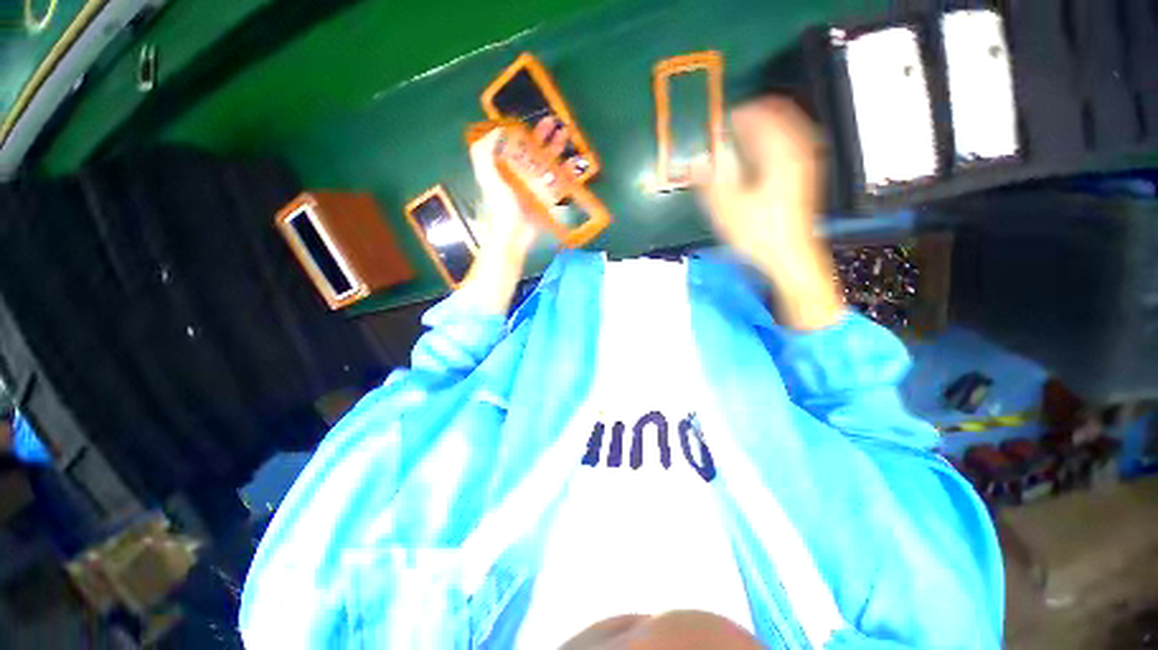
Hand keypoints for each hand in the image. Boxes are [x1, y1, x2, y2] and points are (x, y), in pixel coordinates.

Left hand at [468, 117, 572, 258]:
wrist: (513, 233)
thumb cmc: (500, 204)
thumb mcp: (486, 175)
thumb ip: (484, 151)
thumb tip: (498, 129)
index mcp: (507, 167)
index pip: (517, 144)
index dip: (526, 131)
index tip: (535, 120)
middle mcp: (522, 174)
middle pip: (536, 151)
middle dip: (546, 137)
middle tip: (557, 123)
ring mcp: (536, 186)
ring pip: (549, 164)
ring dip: (558, 151)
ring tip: (568, 137)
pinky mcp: (548, 198)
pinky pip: (559, 182)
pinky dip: (568, 173)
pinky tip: (575, 163)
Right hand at [693, 98, 842, 330]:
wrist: (790, 257)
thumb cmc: (759, 234)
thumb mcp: (727, 209)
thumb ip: (710, 182)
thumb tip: (695, 162)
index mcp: (779, 155)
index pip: (762, 115)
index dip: (739, 113)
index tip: (721, 119)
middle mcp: (798, 152)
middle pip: (779, 116)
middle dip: (753, 116)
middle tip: (731, 124)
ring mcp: (805, 165)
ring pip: (788, 130)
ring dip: (764, 128)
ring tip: (742, 136)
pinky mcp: (805, 178)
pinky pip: (792, 145)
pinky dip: (774, 143)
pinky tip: (760, 156)